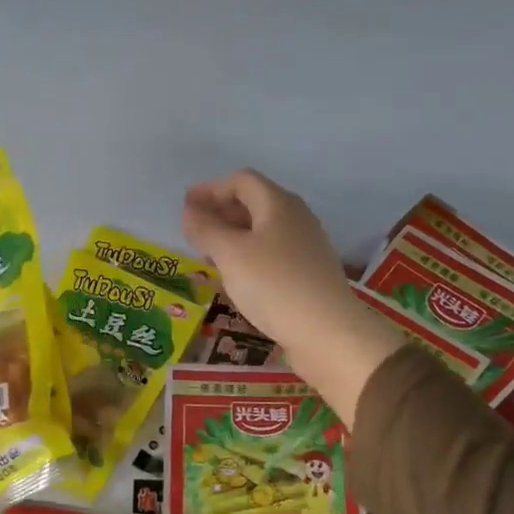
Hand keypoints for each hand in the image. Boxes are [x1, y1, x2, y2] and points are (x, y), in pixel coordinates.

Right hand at [182, 168, 403, 425]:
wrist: (327, 333)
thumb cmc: (273, 285)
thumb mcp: (230, 254)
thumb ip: (206, 228)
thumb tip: (190, 210)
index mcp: (278, 204)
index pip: (241, 180)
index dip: (210, 189)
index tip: (185, 206)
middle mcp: (296, 217)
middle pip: (254, 202)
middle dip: (221, 211)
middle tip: (194, 231)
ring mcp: (306, 245)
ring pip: (263, 228)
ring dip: (234, 234)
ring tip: (209, 253)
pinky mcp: (308, 271)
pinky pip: (272, 251)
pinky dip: (249, 254)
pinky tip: (237, 276)